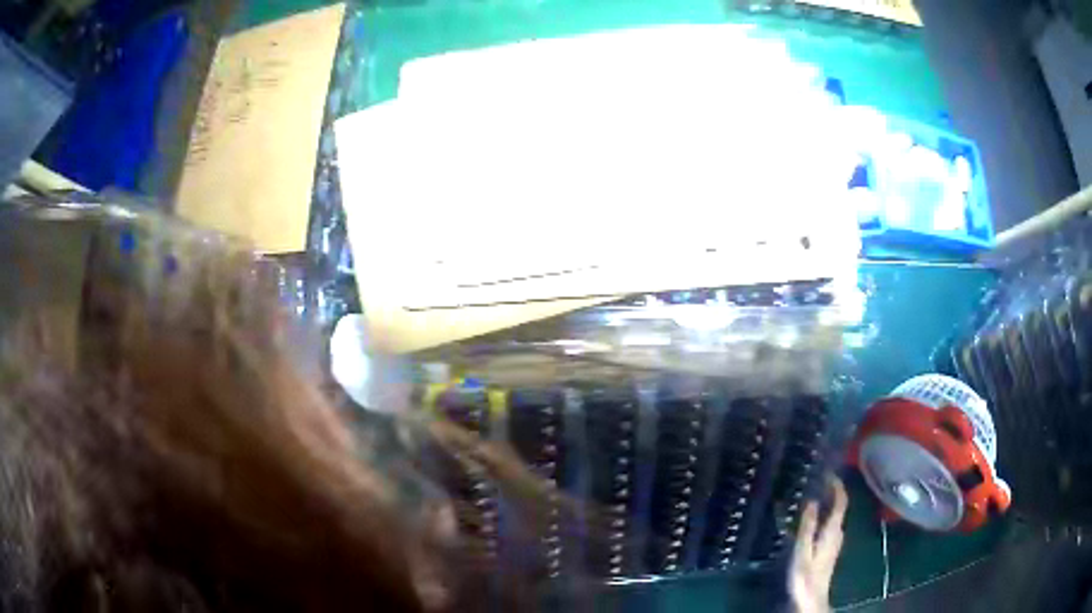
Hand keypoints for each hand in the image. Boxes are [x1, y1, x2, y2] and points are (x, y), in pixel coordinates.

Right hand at [788, 476, 848, 612]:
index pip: (841, 502)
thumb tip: (812, 500)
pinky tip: (813, 519)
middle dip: (832, 492)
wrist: (811, 598)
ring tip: (814, 495)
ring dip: (828, 504)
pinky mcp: (829, 550)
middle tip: (817, 481)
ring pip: (835, 517)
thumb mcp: (803, 550)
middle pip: (840, 508)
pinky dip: (825, 515)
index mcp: (832, 531)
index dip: (837, 486)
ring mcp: (834, 543)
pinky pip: (830, 525)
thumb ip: (808, 525)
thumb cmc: (805, 575)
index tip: (828, 472)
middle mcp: (837, 534)